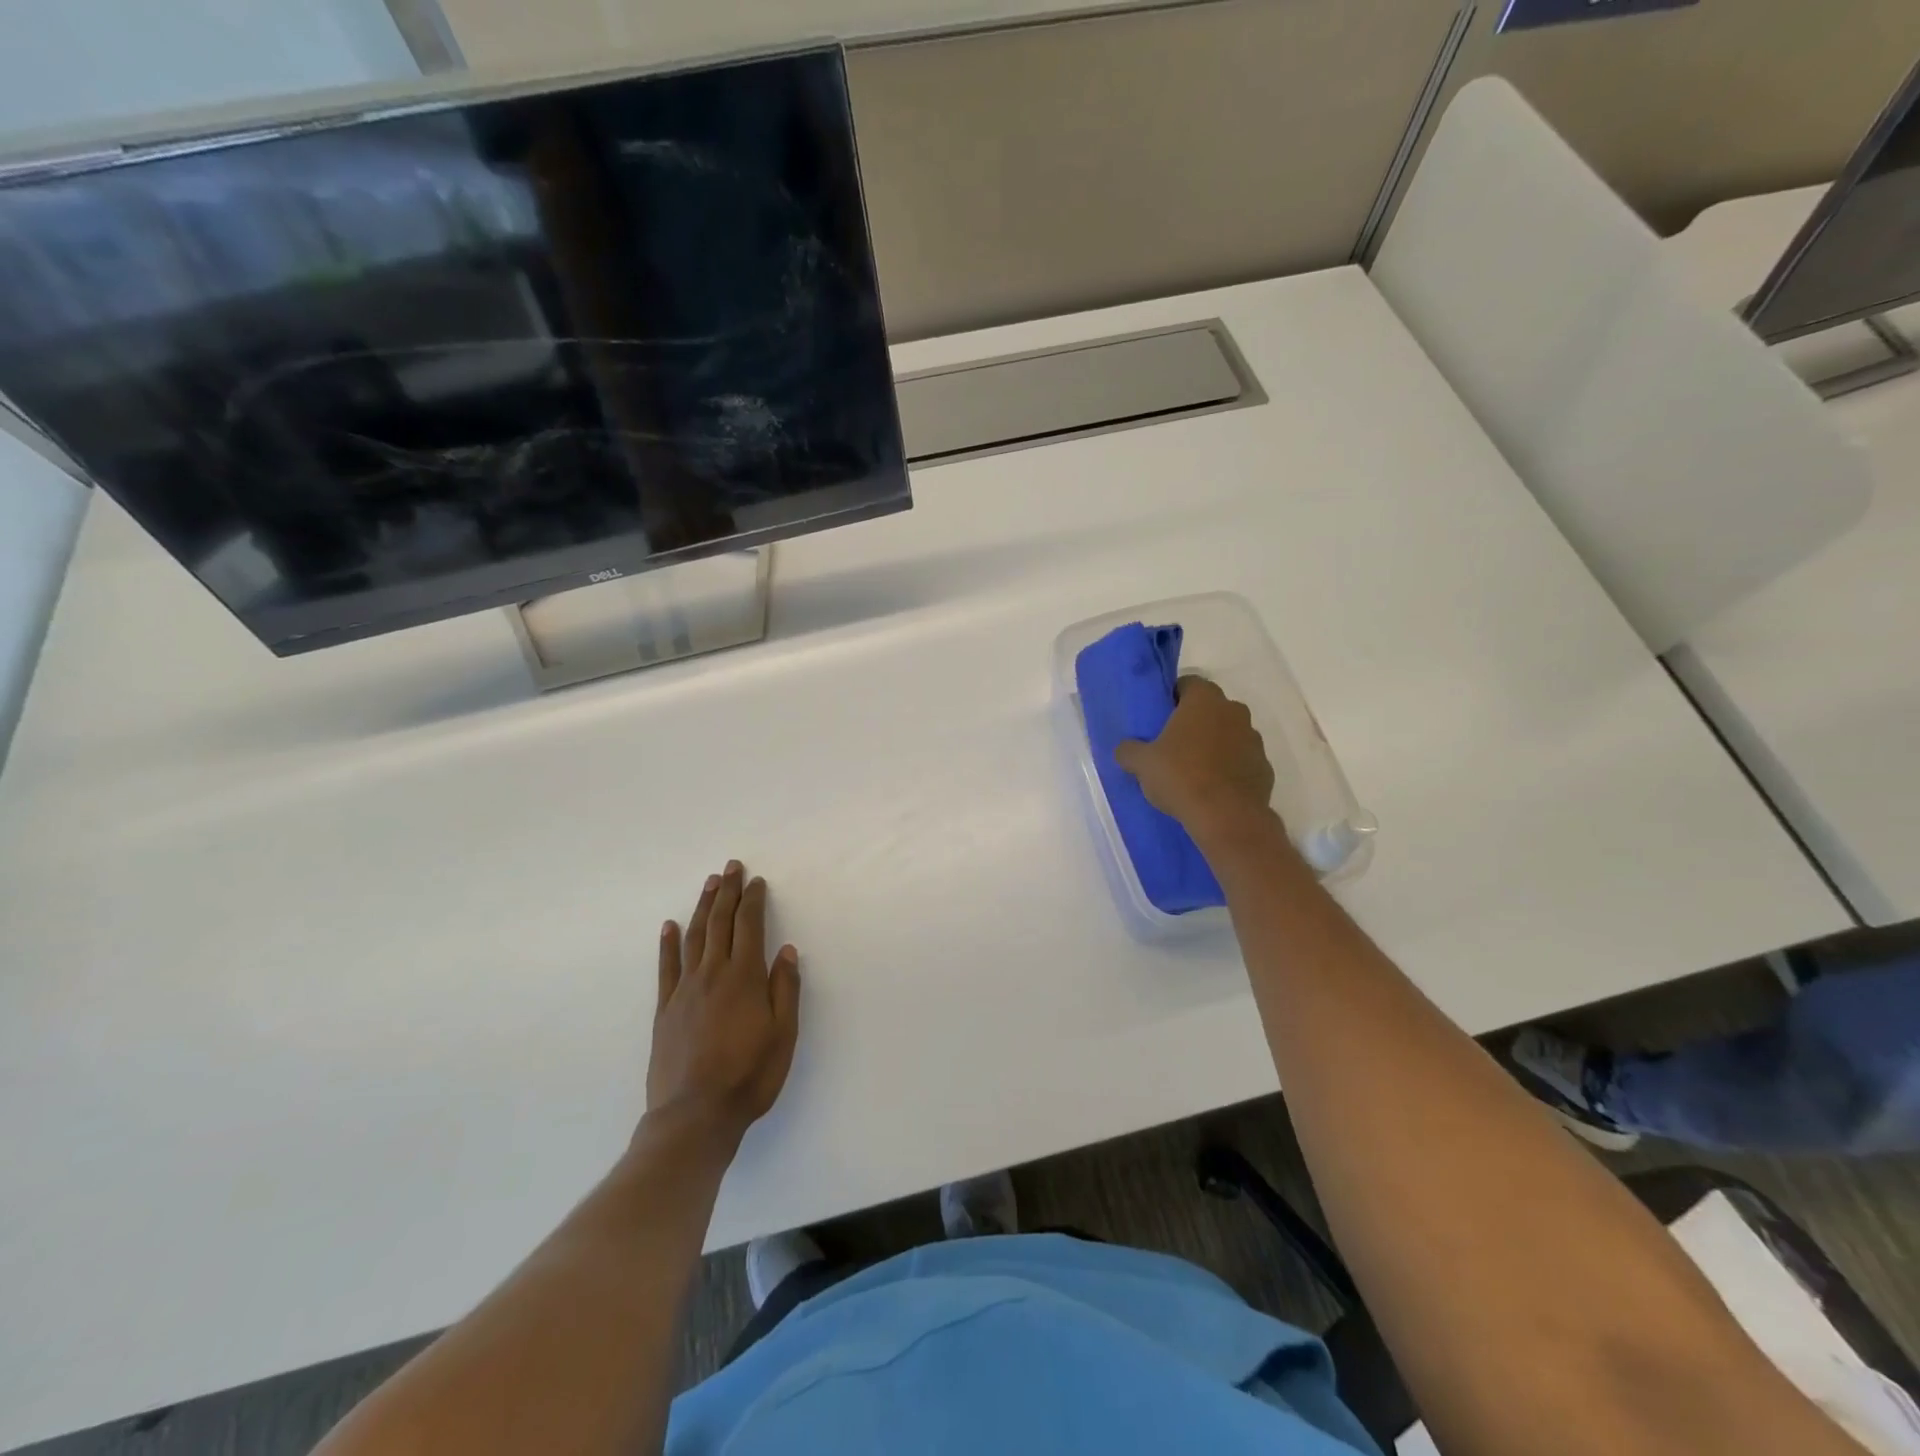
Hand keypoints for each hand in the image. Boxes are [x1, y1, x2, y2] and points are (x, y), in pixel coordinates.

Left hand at [646, 861, 800, 1149]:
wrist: (694, 1116)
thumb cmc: (749, 1076)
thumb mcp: (783, 1035)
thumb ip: (785, 989)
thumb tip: (786, 950)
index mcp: (745, 978)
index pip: (749, 926)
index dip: (753, 900)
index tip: (756, 881)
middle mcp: (713, 974)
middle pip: (720, 923)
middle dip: (727, 892)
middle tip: (731, 867)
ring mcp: (685, 990)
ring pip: (694, 937)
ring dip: (702, 907)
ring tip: (709, 884)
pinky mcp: (665, 1009)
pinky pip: (666, 967)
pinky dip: (668, 943)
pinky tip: (669, 926)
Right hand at [1115, 676, 1277, 843]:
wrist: (1226, 817)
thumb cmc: (1181, 777)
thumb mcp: (1142, 764)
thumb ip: (1129, 750)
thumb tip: (1125, 749)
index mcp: (1204, 701)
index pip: (1188, 683)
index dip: (1173, 697)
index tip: (1160, 717)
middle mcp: (1234, 712)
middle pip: (1211, 708)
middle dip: (1194, 721)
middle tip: (1172, 743)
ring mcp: (1254, 739)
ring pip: (1229, 734)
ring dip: (1214, 744)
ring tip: (1193, 769)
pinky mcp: (1264, 767)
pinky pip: (1242, 760)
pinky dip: (1230, 768)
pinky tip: (1213, 788)